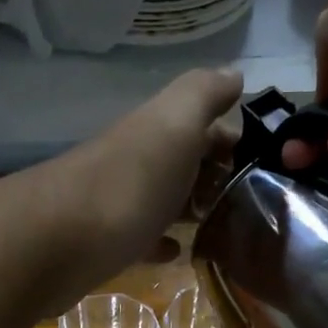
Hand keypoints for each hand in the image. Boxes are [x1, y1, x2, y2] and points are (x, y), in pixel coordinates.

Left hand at [23, 67, 243, 309]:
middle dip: (216, 175)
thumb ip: (203, 95)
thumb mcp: (174, 122)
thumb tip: (233, 75)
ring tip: (229, 228)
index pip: (201, 125)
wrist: (59, 243)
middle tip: (256, 201)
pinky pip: (143, 239)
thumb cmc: (129, 182)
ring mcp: (120, 204)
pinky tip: (180, 252)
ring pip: (165, 200)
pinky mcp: (107, 245)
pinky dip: (163, 242)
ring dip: (192, 208)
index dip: (232, 138)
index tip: (268, 164)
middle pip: (183, 163)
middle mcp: (137, 161)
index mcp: (155, 131)